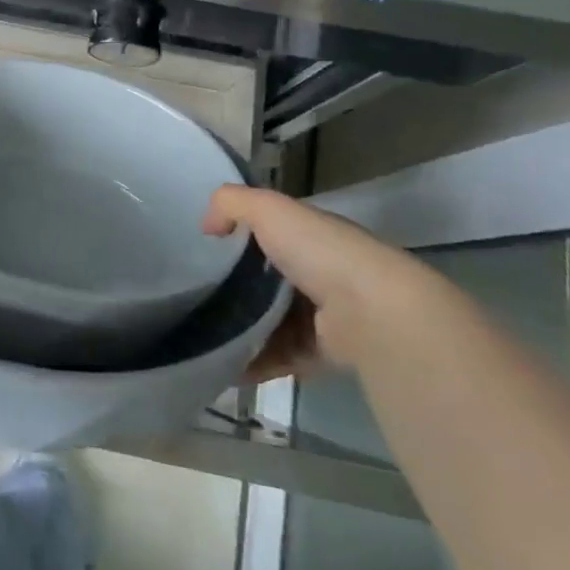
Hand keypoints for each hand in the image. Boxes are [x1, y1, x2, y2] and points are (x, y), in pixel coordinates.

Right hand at [203, 184, 451, 380]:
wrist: (373, 312)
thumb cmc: (320, 252)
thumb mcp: (269, 210)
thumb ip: (232, 204)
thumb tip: (208, 226)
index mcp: (311, 238)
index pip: (271, 235)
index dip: (239, 240)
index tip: (204, 252)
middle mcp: (320, 274)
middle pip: (267, 282)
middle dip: (234, 290)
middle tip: (195, 298)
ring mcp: (323, 316)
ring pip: (271, 322)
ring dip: (240, 331)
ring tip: (203, 336)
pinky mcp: (322, 353)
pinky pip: (280, 357)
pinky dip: (254, 363)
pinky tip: (224, 365)